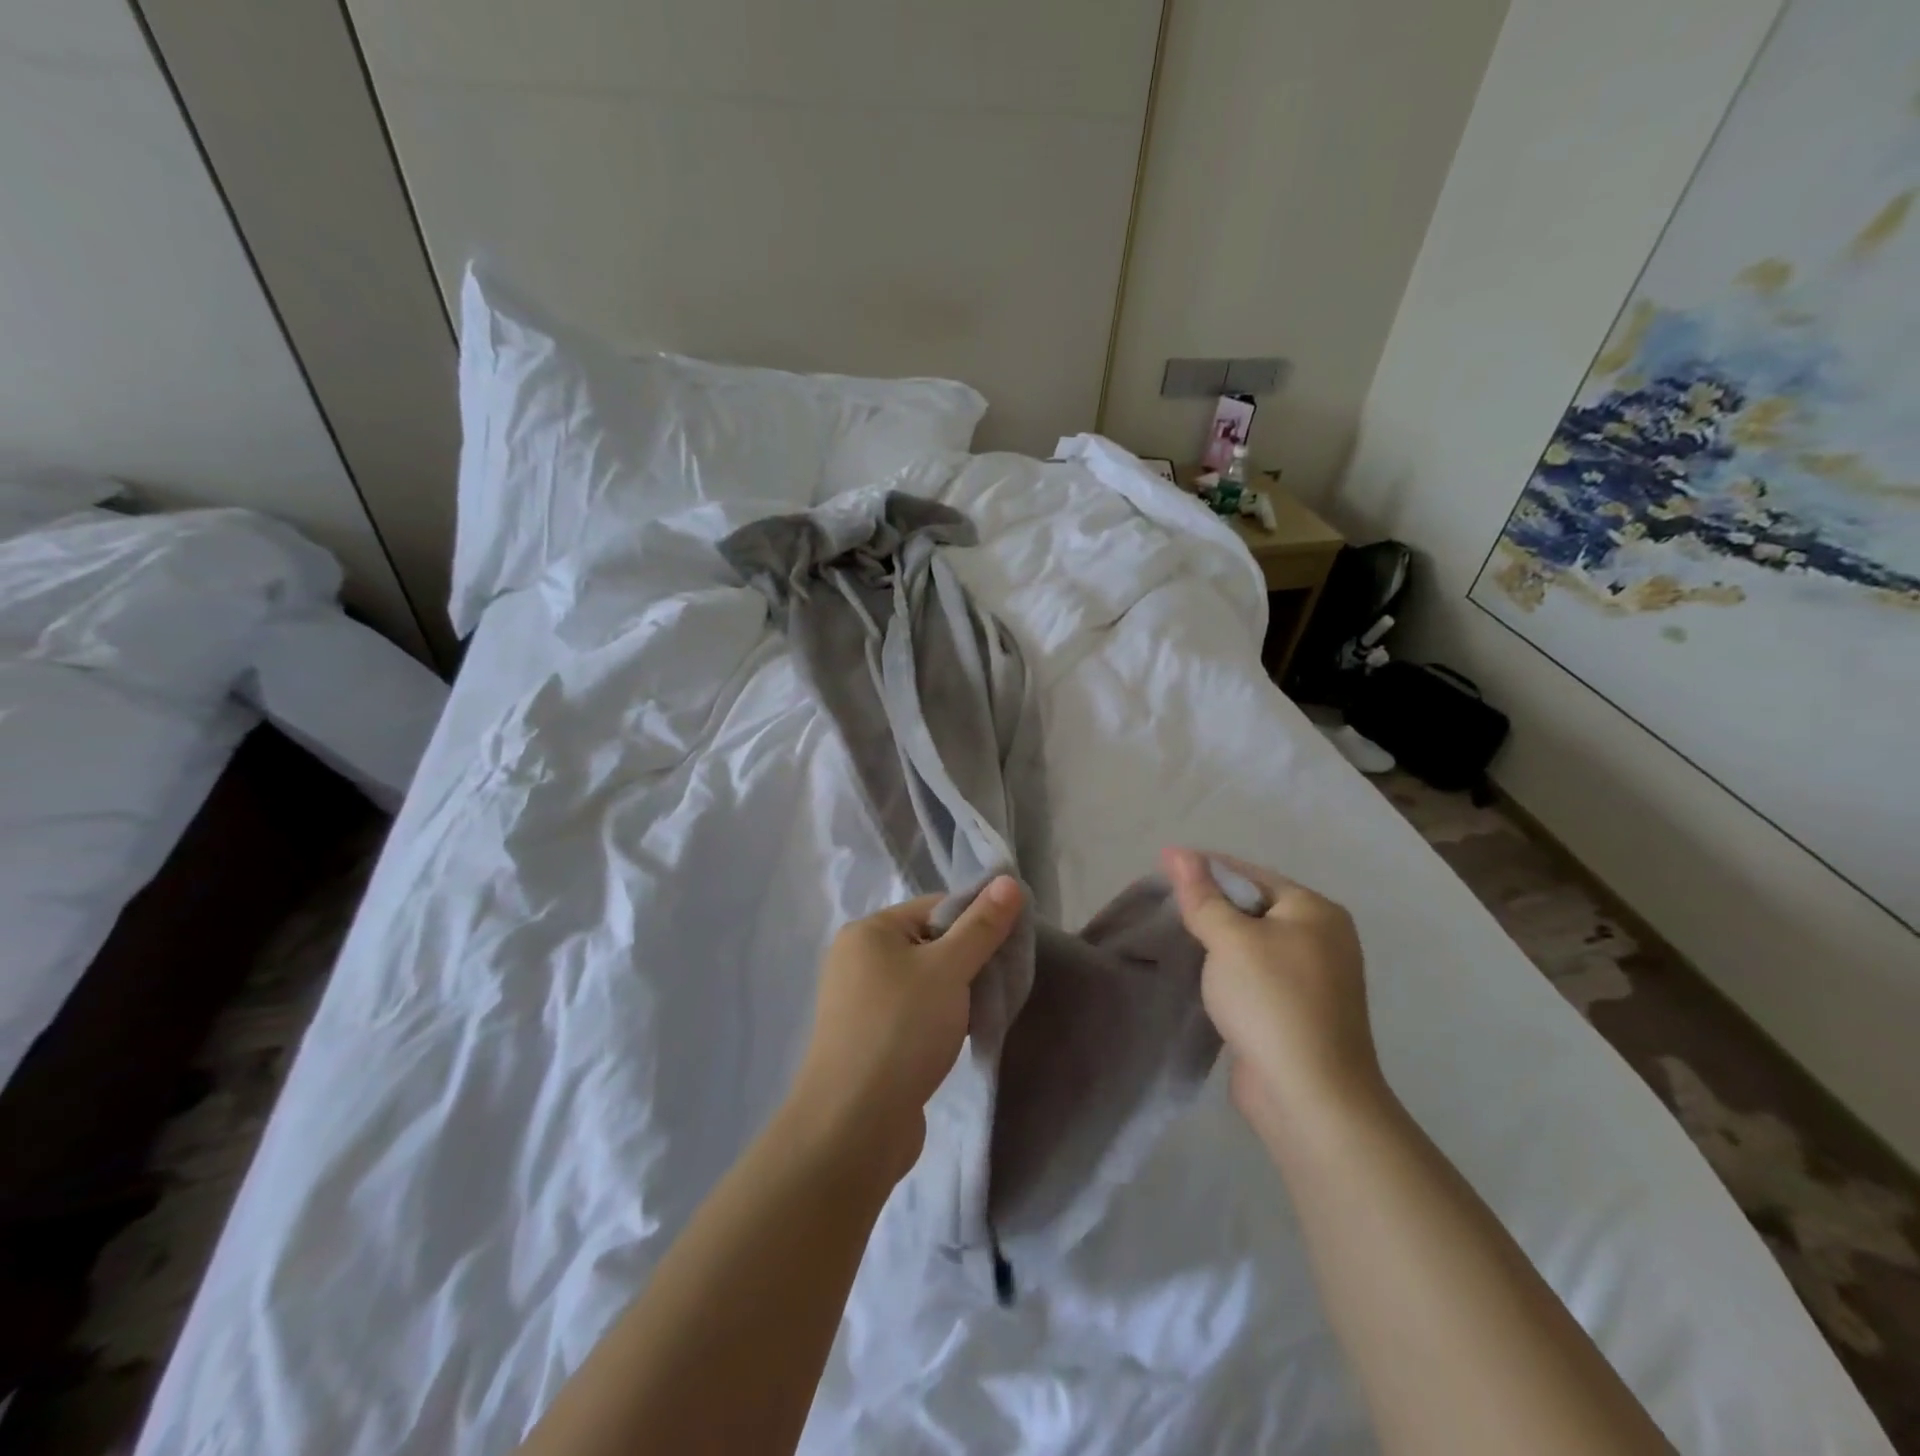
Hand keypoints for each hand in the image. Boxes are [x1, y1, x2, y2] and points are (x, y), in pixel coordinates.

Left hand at [788, 877, 1023, 1183]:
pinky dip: (941, 1020)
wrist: (854, 1126)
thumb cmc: (901, 1030)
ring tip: (986, 1012)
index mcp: (869, 931)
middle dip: (970, 961)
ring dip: (958, 994)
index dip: (978, 920)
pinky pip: (915, 1014)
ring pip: (926, 982)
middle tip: (1004, 981)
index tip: (1013, 945)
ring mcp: (861, 1003)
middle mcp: (858, 959)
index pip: (936, 907)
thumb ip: (982, 925)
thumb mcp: (948, 968)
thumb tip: (1008, 880)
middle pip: (931, 943)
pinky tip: (962, 1038)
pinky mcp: (870, 1040)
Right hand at [1162, 848, 1384, 1143]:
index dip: (1205, 868)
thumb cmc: (1272, 1001)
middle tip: (1163, 906)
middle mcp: (1322, 939)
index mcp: (1315, 911)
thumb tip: (1176, 851)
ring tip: (1173, 937)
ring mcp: (1313, 979)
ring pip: (1252, 944)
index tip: (1162, 870)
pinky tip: (1199, 974)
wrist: (1310, 1097)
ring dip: (1216, 940)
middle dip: (1210, 905)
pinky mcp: (1297, 1012)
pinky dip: (1227, 971)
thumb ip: (1202, 894)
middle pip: (1253, 907)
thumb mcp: (1230, 939)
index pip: (1250, 874)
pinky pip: (1255, 975)